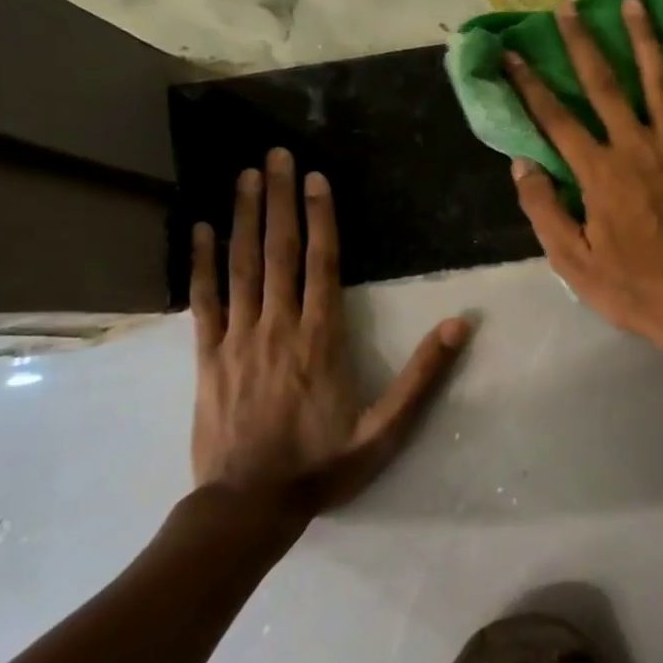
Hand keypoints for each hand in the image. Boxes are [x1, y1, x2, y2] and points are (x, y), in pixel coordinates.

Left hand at [189, 149, 469, 521]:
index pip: (322, 264)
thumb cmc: (323, 465)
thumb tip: (460, 324)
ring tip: (246, 177)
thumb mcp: (386, 429)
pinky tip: (201, 230)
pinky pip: (204, 301)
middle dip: (280, 200)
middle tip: (275, 156)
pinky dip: (202, 263)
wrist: (249, 506)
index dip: (321, 218)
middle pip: (280, 252)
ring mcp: (238, 339)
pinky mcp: (207, 357)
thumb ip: (422, 375)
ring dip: (245, 218)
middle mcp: (278, 326)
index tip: (317, 179)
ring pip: (242, 267)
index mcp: (321, 339)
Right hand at [504, 0, 662, 363]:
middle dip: (583, 43)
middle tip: (568, 7)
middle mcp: (638, 149)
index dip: (530, 85)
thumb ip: (545, 212)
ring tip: (632, 2)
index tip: (512, 54)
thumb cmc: (637, 290)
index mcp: (600, 175)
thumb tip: (523, 165)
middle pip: (606, 86)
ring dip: (644, 39)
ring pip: (661, 83)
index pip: (557, 120)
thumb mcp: (575, 264)